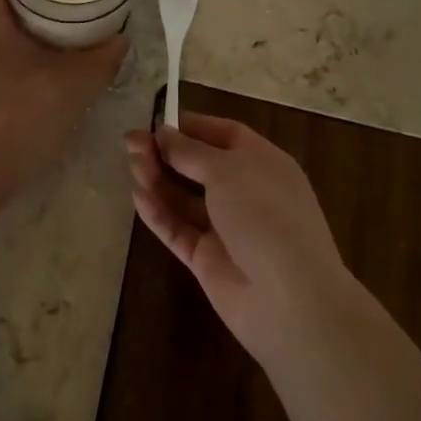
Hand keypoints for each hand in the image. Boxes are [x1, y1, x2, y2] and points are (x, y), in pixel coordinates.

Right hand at [126, 114, 354, 360]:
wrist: (290, 299)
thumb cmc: (265, 215)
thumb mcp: (226, 170)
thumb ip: (189, 151)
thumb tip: (164, 132)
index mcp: (262, 163)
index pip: (224, 135)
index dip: (192, 126)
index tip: (157, 121)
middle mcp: (245, 191)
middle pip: (199, 165)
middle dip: (166, 152)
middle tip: (130, 142)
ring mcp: (226, 227)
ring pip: (185, 197)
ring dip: (158, 179)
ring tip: (132, 165)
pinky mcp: (207, 258)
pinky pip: (178, 229)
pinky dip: (159, 213)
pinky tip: (138, 197)